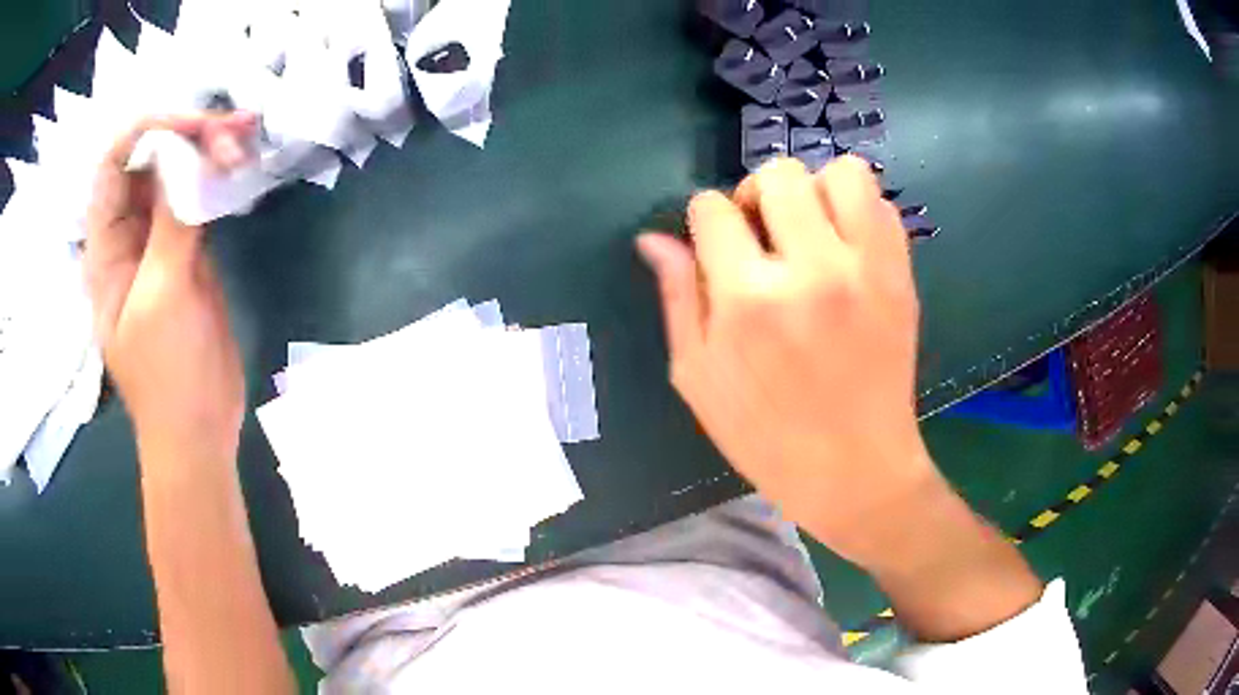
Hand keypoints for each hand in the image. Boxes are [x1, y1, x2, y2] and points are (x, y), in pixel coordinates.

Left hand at [85, 113, 254, 460]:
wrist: (197, 428)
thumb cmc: (167, 377)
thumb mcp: (161, 299)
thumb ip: (170, 225)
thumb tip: (190, 157)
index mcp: (105, 247)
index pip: (113, 165)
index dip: (148, 131)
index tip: (193, 126)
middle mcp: (127, 232)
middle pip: (148, 158)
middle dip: (187, 133)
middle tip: (233, 131)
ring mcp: (157, 239)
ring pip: (176, 172)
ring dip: (207, 147)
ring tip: (245, 137)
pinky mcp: (187, 248)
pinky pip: (197, 195)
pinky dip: (218, 173)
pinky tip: (242, 162)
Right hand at [637, 156, 937, 567]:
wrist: (856, 471)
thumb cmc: (766, 436)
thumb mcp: (698, 378)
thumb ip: (677, 298)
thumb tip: (654, 238)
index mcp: (748, 300)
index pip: (712, 210)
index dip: (705, 220)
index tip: (715, 243)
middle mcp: (810, 270)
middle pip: (778, 175)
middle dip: (755, 193)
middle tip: (761, 232)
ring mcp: (865, 269)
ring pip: (840, 173)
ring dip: (815, 190)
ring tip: (809, 230)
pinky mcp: (900, 276)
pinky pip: (882, 206)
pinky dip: (858, 211)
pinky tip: (845, 246)